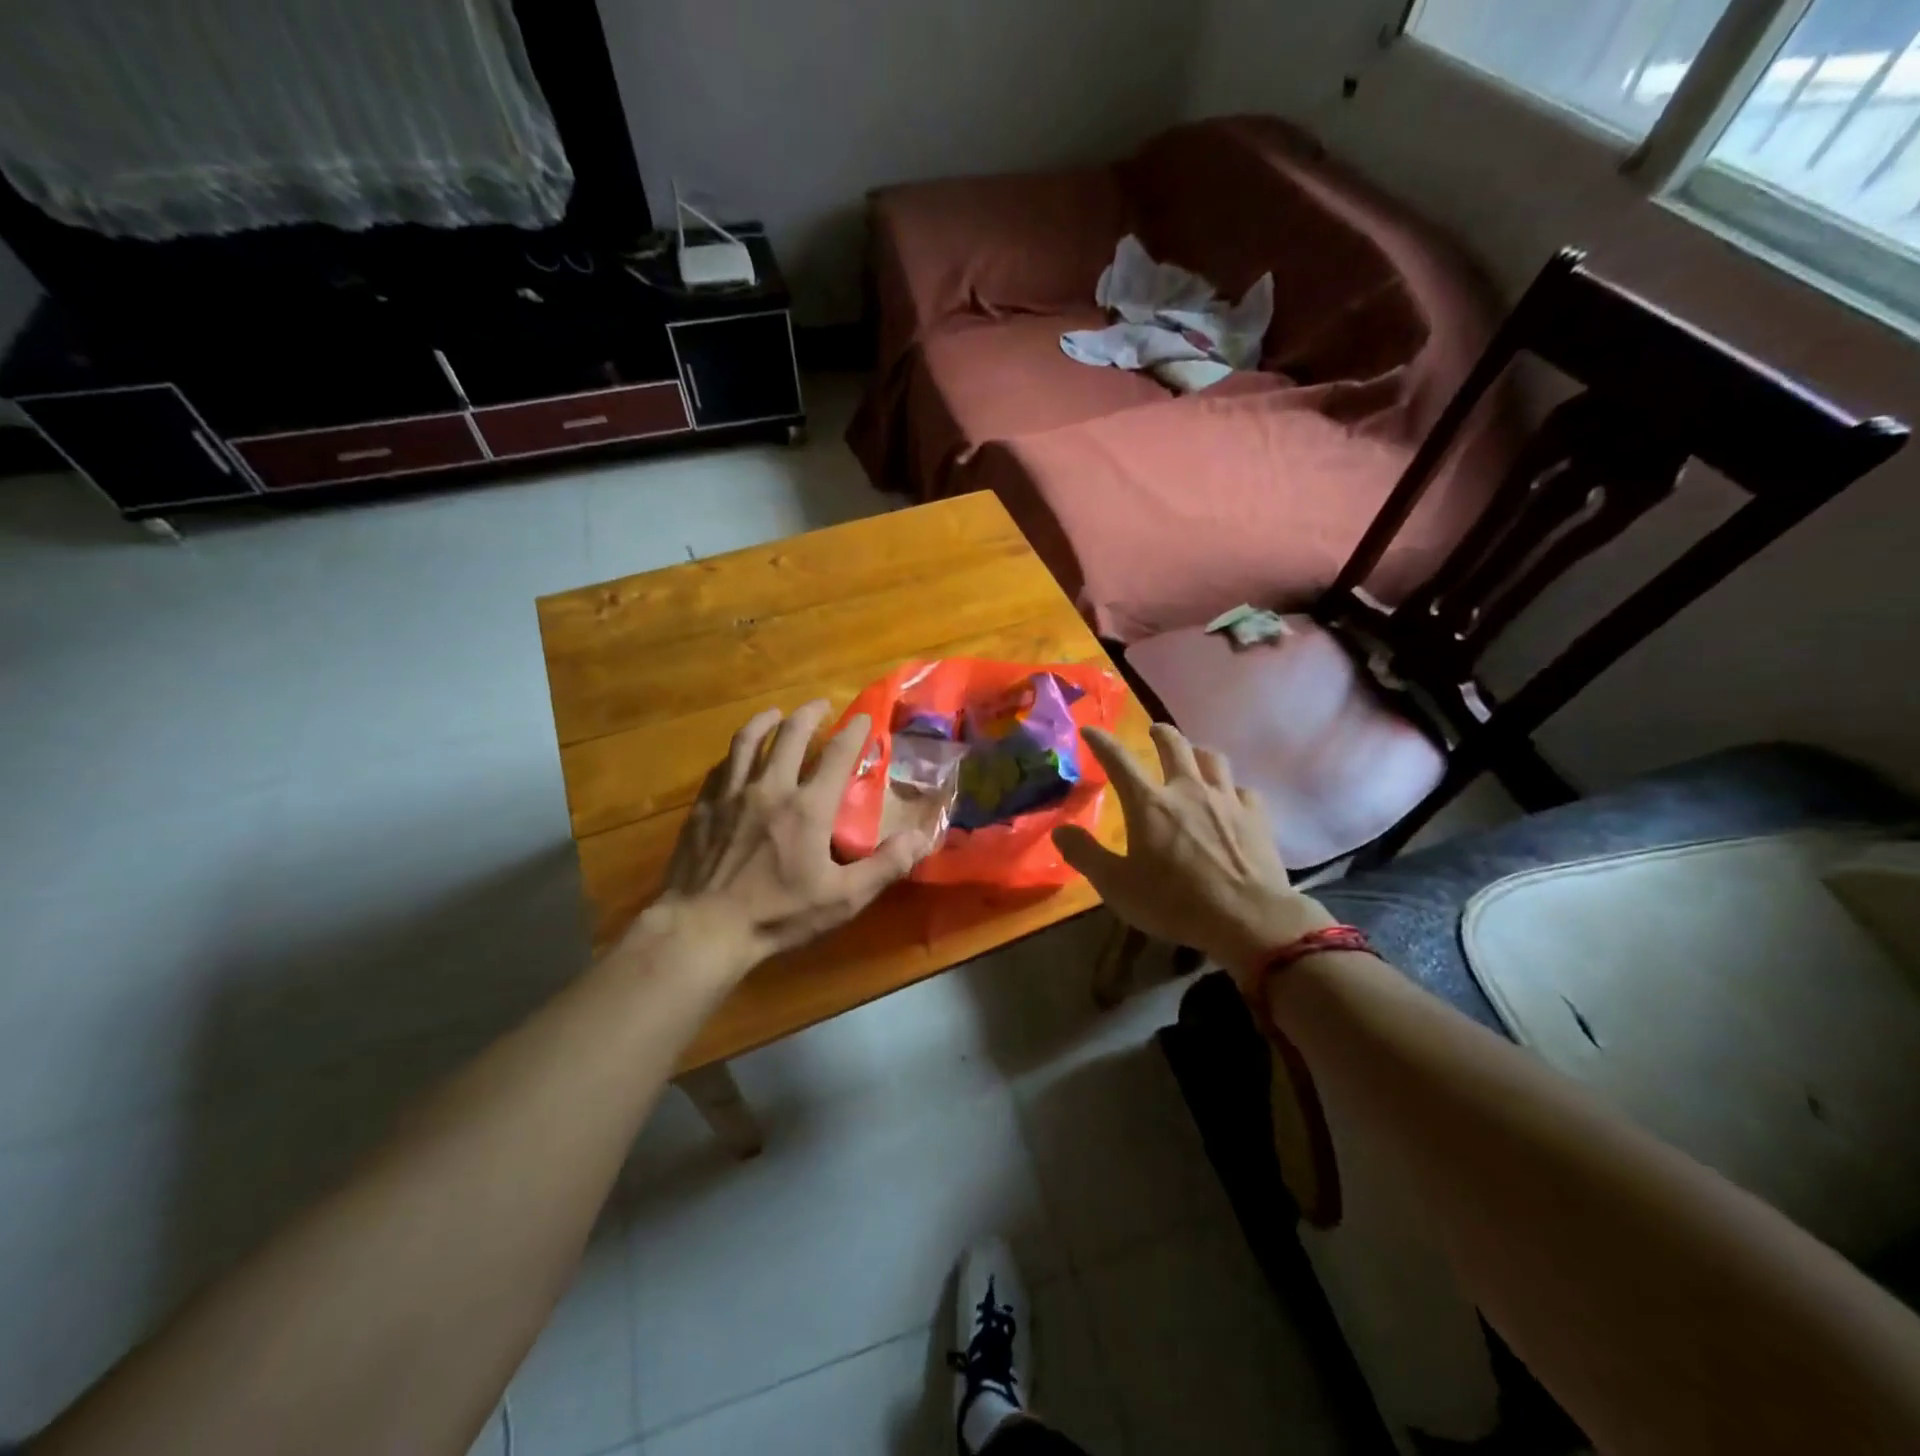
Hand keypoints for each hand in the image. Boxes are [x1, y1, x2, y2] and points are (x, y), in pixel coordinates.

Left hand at [632, 700, 930, 976]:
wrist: (703, 929)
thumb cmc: (777, 915)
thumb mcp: (842, 898)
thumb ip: (885, 866)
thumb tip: (922, 837)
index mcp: (807, 807)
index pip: (837, 755)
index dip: (853, 732)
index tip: (863, 717)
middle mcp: (770, 788)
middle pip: (790, 735)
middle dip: (808, 714)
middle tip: (819, 704)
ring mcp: (732, 795)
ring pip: (748, 741)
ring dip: (766, 721)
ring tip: (776, 714)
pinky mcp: (704, 807)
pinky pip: (722, 766)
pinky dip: (736, 752)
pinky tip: (738, 755)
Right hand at [1052, 724, 1333, 973]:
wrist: (1248, 918)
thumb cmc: (1174, 903)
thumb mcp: (1117, 886)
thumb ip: (1085, 855)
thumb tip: (1059, 831)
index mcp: (1149, 804)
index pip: (1119, 761)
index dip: (1101, 742)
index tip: (1090, 729)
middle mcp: (1187, 790)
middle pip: (1174, 745)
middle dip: (1161, 733)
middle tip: (1155, 730)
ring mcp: (1226, 800)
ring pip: (1213, 759)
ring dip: (1198, 752)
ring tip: (1194, 756)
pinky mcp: (1256, 816)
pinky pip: (1243, 790)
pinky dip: (1232, 789)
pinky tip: (1232, 799)